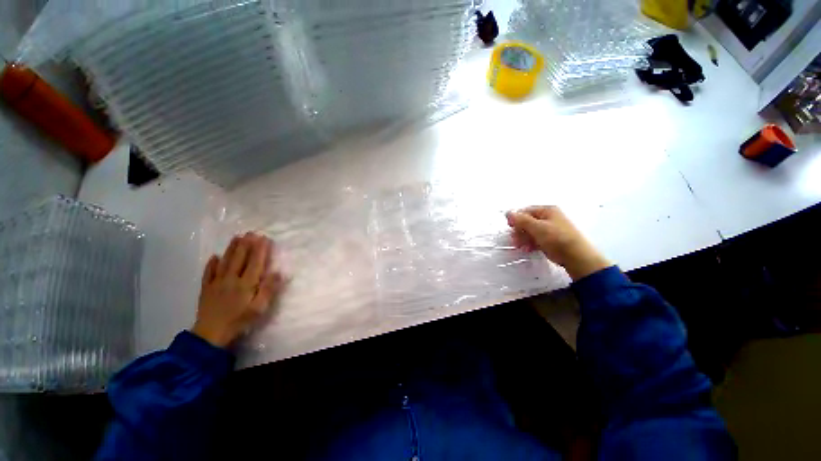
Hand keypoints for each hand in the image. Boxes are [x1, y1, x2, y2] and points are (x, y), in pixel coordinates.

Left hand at [191, 232, 284, 347]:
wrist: (210, 335)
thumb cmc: (239, 321)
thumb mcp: (259, 308)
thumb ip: (269, 289)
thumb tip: (278, 272)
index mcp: (246, 284)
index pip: (255, 262)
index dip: (260, 249)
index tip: (264, 238)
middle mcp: (231, 279)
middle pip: (239, 258)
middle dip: (246, 244)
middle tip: (250, 232)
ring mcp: (217, 283)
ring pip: (225, 262)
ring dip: (231, 248)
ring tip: (236, 237)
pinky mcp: (206, 289)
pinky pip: (208, 273)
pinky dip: (211, 264)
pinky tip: (214, 257)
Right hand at [506, 206, 610, 280]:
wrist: (577, 257)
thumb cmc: (557, 238)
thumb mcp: (537, 227)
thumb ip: (521, 220)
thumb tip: (508, 212)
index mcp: (548, 210)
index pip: (526, 211)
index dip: (516, 218)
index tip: (510, 227)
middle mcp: (550, 217)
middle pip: (528, 221)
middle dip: (520, 230)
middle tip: (514, 239)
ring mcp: (552, 229)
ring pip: (532, 231)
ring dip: (524, 238)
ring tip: (520, 246)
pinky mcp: (552, 240)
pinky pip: (537, 239)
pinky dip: (531, 243)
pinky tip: (528, 249)